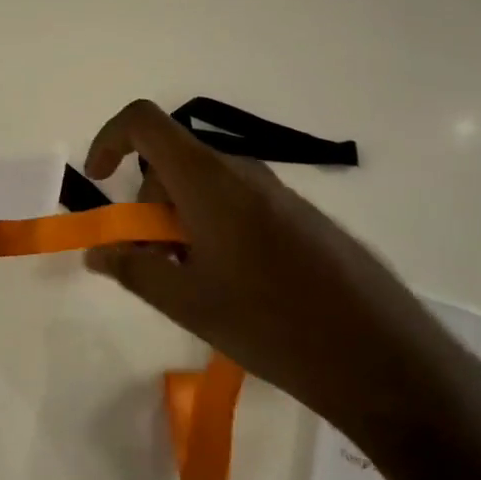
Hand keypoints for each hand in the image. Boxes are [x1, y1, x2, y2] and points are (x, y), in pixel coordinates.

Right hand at [82, 100, 461, 445]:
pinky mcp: (300, 216)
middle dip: (145, 204)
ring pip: (203, 185)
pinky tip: (233, 286)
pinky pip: (236, 202)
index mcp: (207, 180)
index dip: (110, 139)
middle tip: (151, 261)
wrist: (383, 357)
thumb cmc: (272, 324)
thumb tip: (96, 250)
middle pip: (171, 161)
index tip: (99, 182)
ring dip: (179, 221)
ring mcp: (276, 192)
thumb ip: (133, 268)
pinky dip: (212, 228)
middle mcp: (241, 172)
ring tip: (193, 283)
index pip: (144, 122)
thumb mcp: (188, 303)